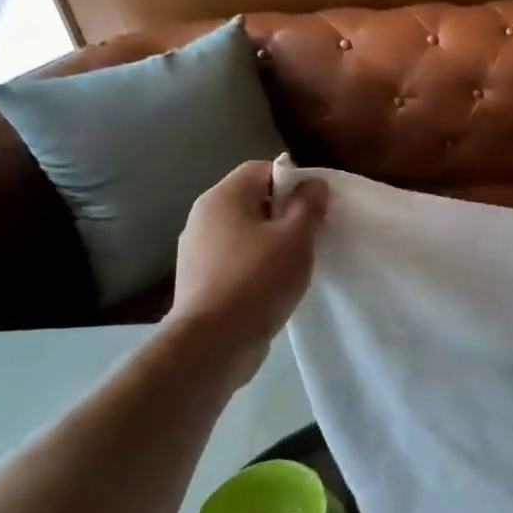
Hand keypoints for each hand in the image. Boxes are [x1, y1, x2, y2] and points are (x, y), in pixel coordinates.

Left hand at [166, 160, 327, 385]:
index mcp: (222, 198)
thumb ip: (308, 205)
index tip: (315, 204)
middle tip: (311, 232)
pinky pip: (236, 257)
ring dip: (272, 240)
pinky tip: (275, 283)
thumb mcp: (296, 237)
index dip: (293, 180)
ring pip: (245, 231)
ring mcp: (197, 250)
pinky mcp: (200, 279)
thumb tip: (313, 183)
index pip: (261, 169)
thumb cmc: (258, 279)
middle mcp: (203, 218)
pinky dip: (257, 262)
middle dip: (285, 211)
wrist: (214, 342)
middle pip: (252, 199)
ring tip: (296, 260)